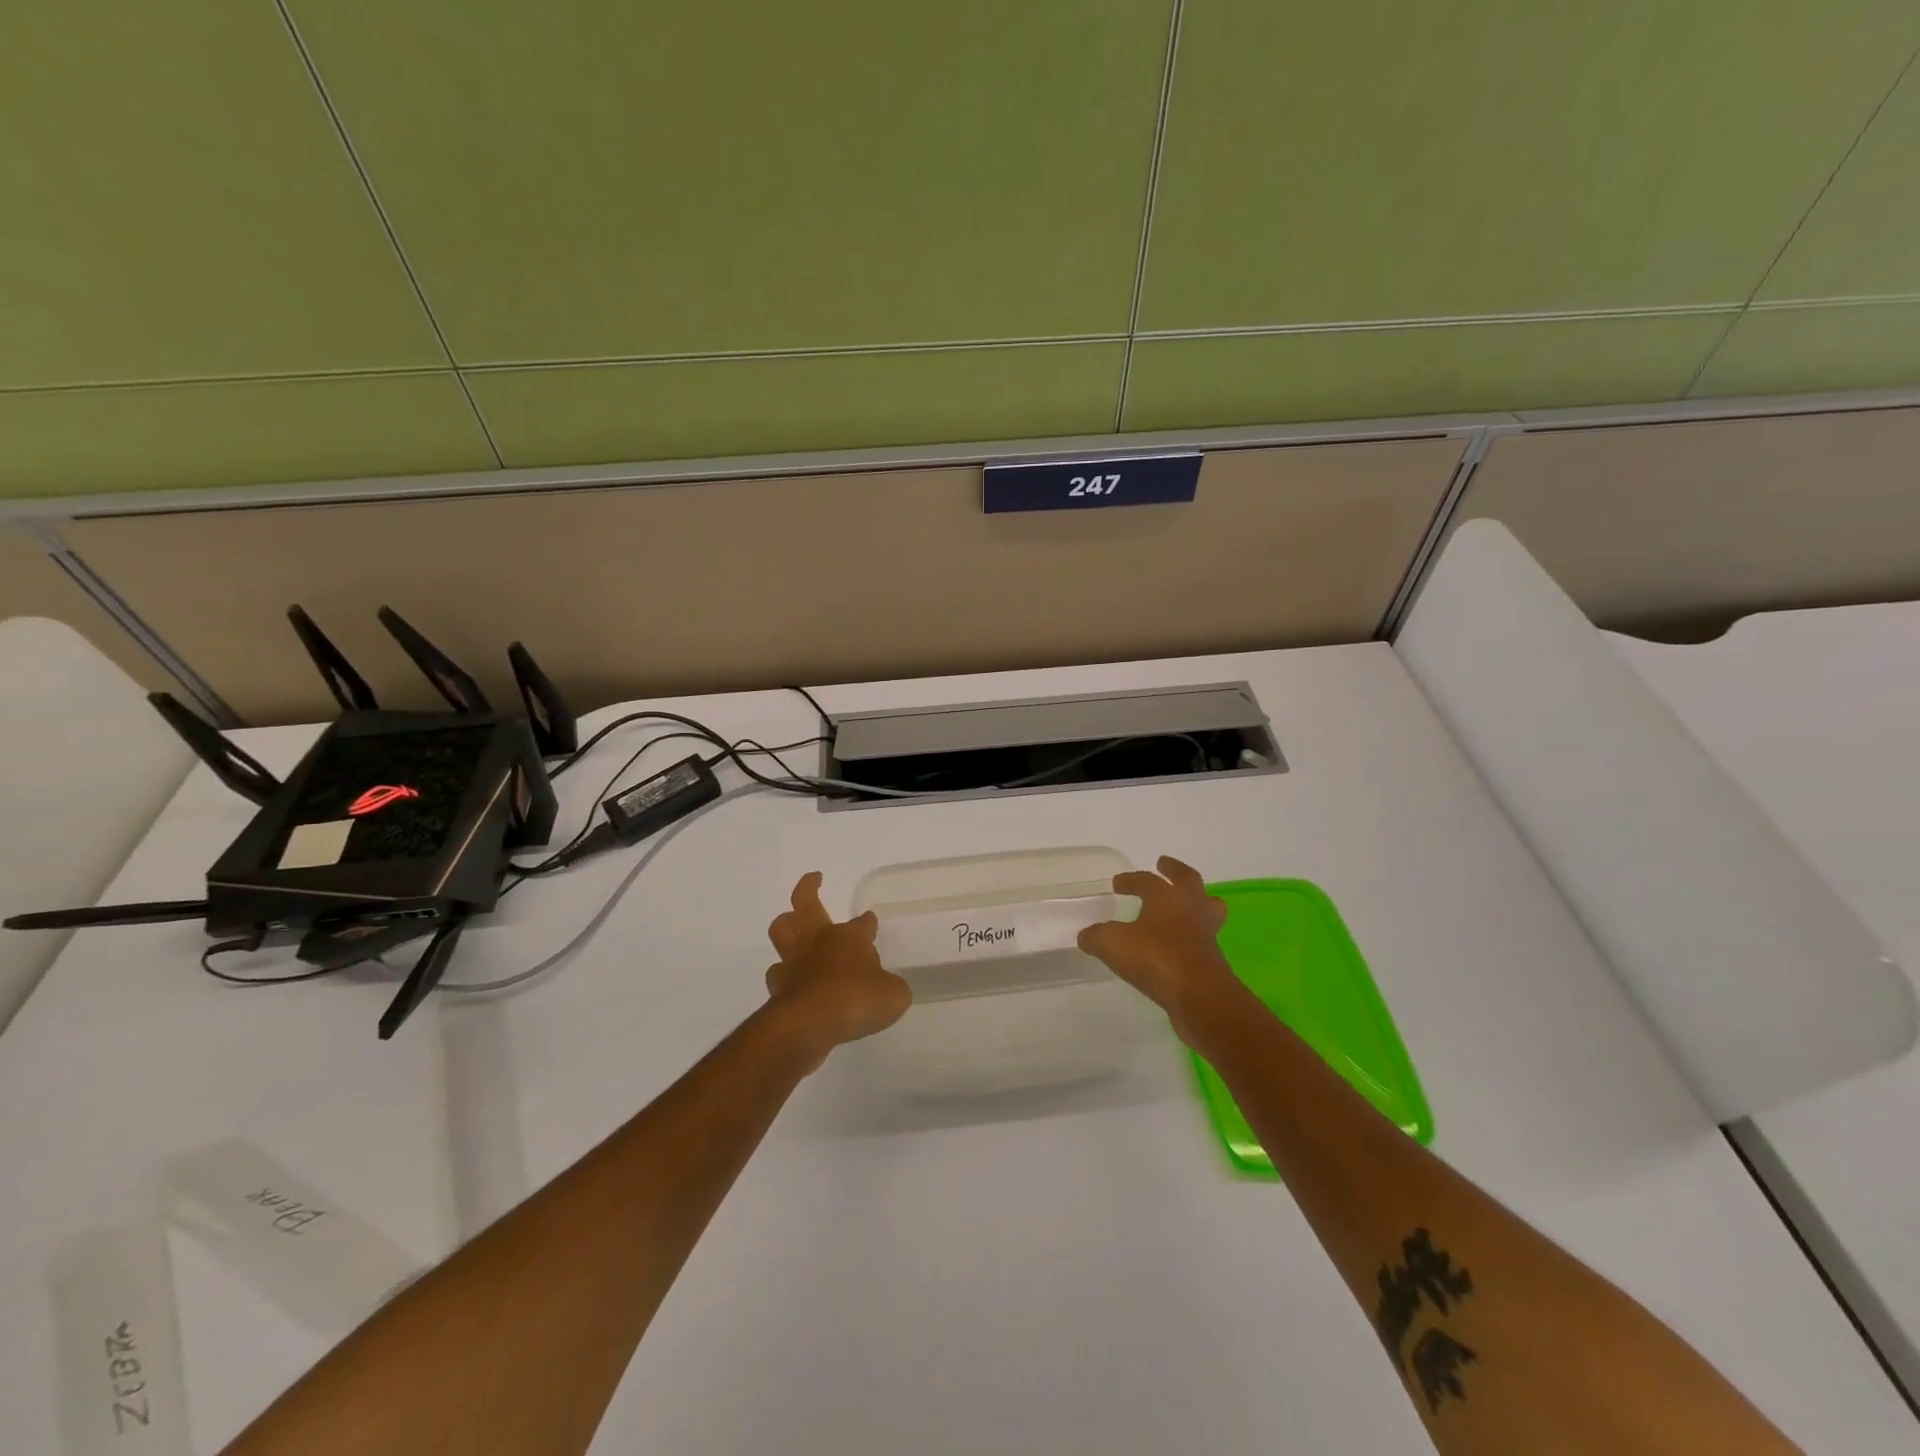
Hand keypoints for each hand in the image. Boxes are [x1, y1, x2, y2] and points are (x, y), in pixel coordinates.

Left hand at [765, 872, 911, 1068]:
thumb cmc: (856, 1000)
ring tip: (791, 929)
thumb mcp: (893, 996)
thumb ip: (892, 988)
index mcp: (849, 938)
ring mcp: (794, 963)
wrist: (808, 1025)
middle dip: (808, 888)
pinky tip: (793, 985)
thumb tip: (890, 987)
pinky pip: (778, 975)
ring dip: (785, 926)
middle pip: (806, 904)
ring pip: (781, 932)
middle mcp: (818, 942)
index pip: (863, 922)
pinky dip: (784, 977)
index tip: (870, 921)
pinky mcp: (778, 988)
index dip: (868, 922)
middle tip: (814, 880)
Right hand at [1078, 856, 1243, 1041]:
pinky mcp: (1213, 959)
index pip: (1146, 880)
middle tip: (1164, 865)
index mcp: (1166, 897)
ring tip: (1185, 903)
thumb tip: (1087, 936)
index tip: (1117, 884)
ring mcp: (1206, 933)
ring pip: (1207, 907)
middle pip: (1188, 880)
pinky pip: (1203, 937)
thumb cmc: (1156, 958)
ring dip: (1197, 901)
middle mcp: (1191, 908)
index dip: (1129, 880)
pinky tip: (1177, 945)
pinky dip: (1192, 935)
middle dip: (1175, 870)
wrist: (1199, 995)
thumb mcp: (1112, 944)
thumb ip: (1096, 937)